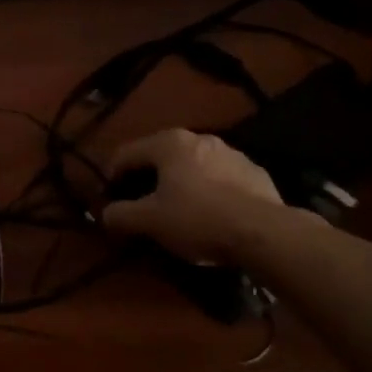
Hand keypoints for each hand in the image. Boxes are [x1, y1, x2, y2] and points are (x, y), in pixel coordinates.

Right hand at [100, 129, 283, 264]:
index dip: (112, 175)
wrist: (264, 232)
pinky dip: (209, 191)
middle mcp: (199, 138)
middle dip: (147, 178)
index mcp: (169, 143)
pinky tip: (211, 215)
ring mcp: (231, 153)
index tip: (108, 197)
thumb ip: (121, 215)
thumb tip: (106, 214)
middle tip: (141, 204)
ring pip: (192, 166)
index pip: (127, 153)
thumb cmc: (197, 219)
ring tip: (178, 210)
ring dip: (180, 183)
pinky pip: (220, 179)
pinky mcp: (254, 173)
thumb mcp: (150, 221)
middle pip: (161, 156)